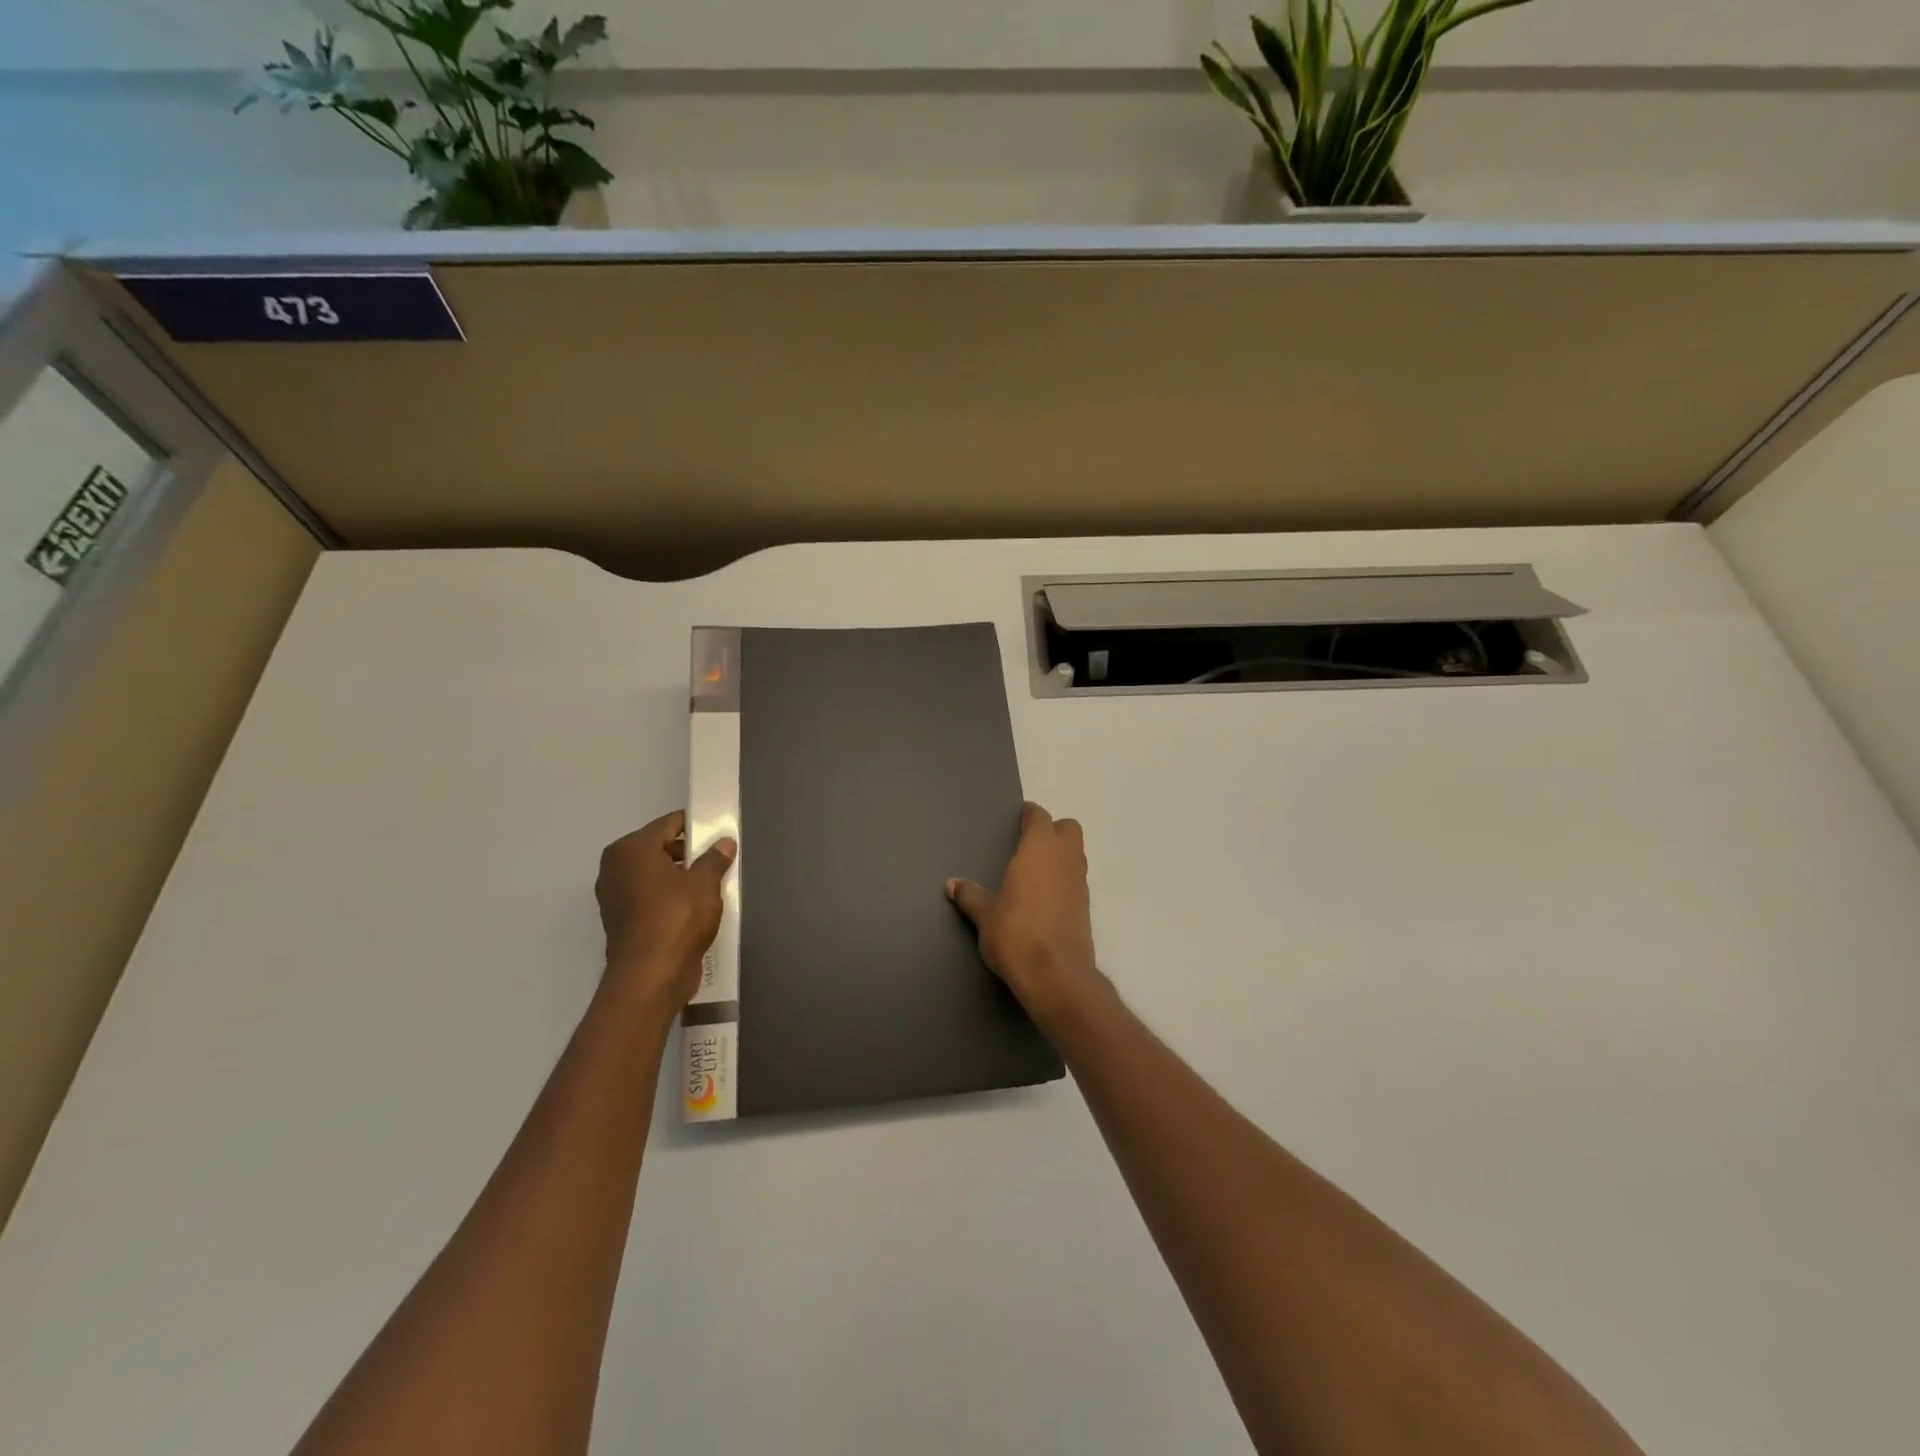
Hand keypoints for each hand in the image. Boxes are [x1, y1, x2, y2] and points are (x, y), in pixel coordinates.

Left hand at [596, 810, 735, 1010]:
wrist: (650, 975)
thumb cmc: (677, 917)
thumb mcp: (705, 883)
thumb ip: (714, 859)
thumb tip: (724, 843)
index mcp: (631, 849)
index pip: (668, 825)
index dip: (694, 826)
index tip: (717, 832)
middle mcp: (615, 867)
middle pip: (657, 849)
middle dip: (686, 853)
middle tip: (716, 860)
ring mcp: (613, 896)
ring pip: (652, 875)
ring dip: (677, 877)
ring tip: (708, 885)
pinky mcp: (619, 921)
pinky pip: (648, 898)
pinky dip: (666, 898)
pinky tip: (692, 908)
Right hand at [948, 801, 1106, 1024]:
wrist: (1056, 975)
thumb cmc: (1016, 933)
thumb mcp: (985, 915)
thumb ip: (970, 895)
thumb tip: (952, 885)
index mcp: (1039, 848)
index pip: (1039, 816)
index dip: (1029, 816)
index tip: (1017, 820)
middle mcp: (1065, 858)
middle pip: (1068, 829)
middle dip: (1052, 831)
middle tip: (1027, 845)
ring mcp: (1080, 882)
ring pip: (1075, 854)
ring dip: (1059, 856)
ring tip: (1033, 872)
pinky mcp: (1086, 907)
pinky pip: (1076, 880)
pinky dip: (1063, 880)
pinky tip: (1043, 898)